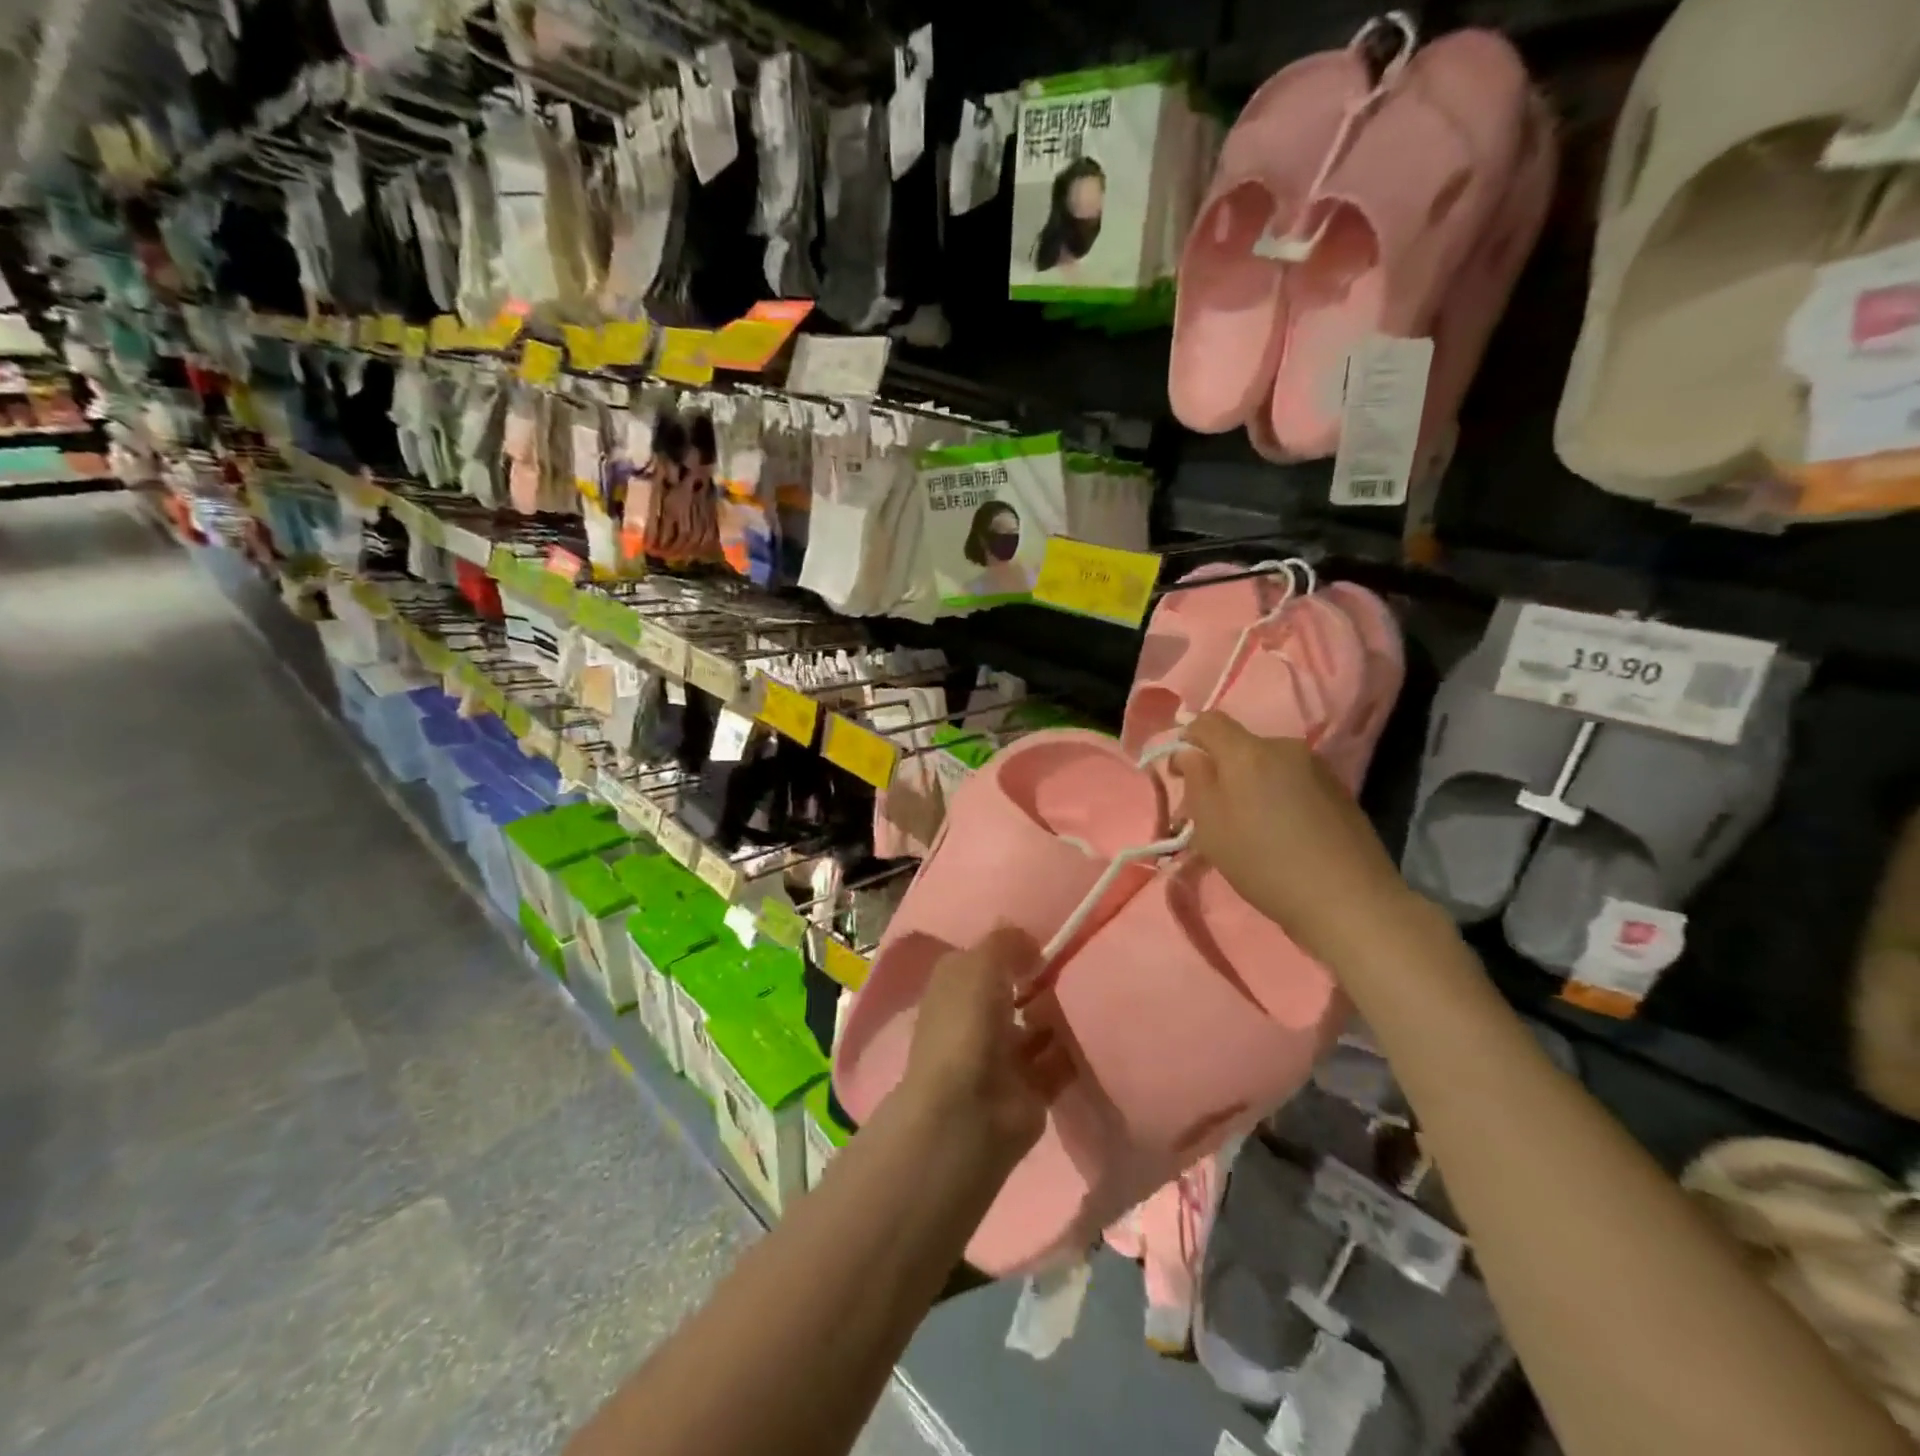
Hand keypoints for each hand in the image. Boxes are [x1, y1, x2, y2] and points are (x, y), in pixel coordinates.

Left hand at [901, 928, 1074, 1173]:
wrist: (968, 1113)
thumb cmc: (967, 1025)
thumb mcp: (981, 964)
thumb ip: (1007, 944)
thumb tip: (1030, 943)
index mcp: (955, 986)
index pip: (985, 959)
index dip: (1012, 949)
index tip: (1048, 941)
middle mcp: (975, 1018)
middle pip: (1014, 992)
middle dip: (1042, 982)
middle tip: (1078, 967)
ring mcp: (1002, 1057)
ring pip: (1038, 1026)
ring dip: (1061, 1015)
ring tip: (1090, 998)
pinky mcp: (1030, 1089)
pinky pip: (1059, 1062)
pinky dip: (1076, 1051)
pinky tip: (1098, 1032)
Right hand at [1171, 711, 1413, 962]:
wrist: (1348, 900)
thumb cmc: (1264, 863)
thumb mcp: (1210, 828)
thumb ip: (1195, 782)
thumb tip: (1190, 754)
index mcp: (1247, 752)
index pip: (1207, 722)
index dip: (1187, 739)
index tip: (1181, 775)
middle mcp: (1284, 747)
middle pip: (1239, 745)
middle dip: (1221, 769)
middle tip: (1213, 810)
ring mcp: (1316, 767)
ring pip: (1267, 764)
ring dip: (1251, 783)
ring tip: (1251, 825)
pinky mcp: (1338, 789)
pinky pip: (1293, 780)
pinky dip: (1278, 795)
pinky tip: (1283, 831)